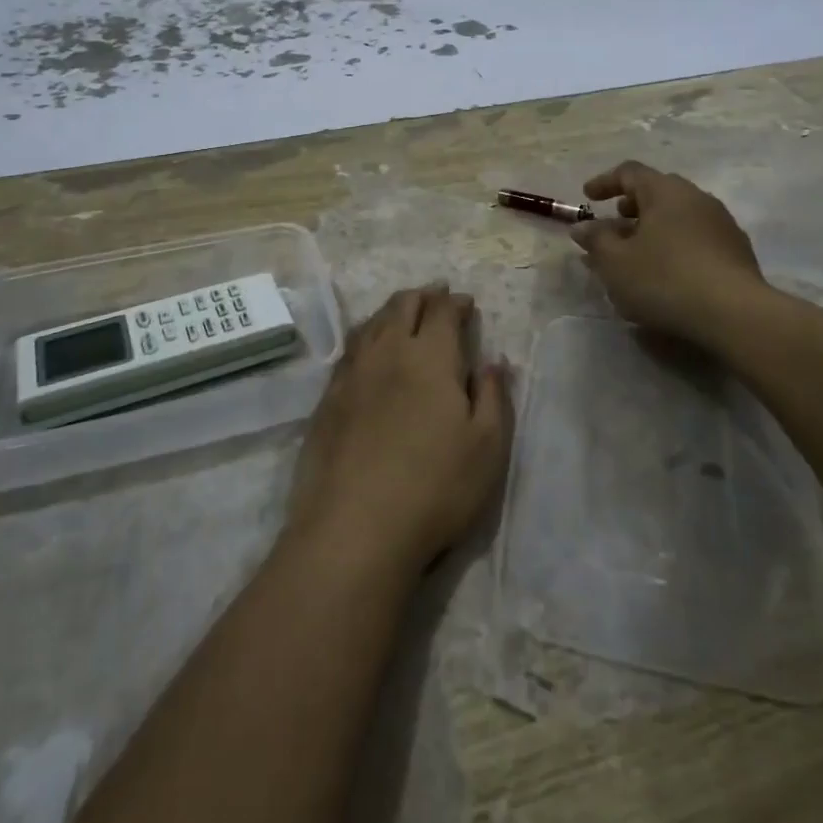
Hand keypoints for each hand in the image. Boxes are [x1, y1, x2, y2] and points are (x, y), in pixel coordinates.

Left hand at [286, 286, 513, 580]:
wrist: (354, 527)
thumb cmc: (435, 487)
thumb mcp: (487, 447)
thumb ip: (494, 396)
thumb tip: (494, 360)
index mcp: (430, 356)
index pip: (442, 312)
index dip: (455, 302)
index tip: (465, 303)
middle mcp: (388, 352)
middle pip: (403, 306)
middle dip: (423, 296)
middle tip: (436, 295)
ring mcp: (353, 373)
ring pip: (372, 323)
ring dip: (392, 310)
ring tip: (403, 310)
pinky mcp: (328, 398)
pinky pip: (350, 349)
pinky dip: (366, 335)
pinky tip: (368, 347)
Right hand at [571, 161, 773, 348]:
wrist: (735, 315)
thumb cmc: (665, 279)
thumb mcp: (616, 262)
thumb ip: (596, 240)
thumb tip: (583, 226)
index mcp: (665, 191)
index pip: (630, 172)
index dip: (604, 182)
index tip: (588, 198)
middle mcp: (696, 198)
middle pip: (657, 192)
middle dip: (631, 207)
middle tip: (613, 224)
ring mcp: (721, 224)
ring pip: (678, 216)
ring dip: (652, 229)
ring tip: (635, 255)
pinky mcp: (736, 252)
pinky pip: (695, 238)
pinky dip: (674, 246)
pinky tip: (665, 274)